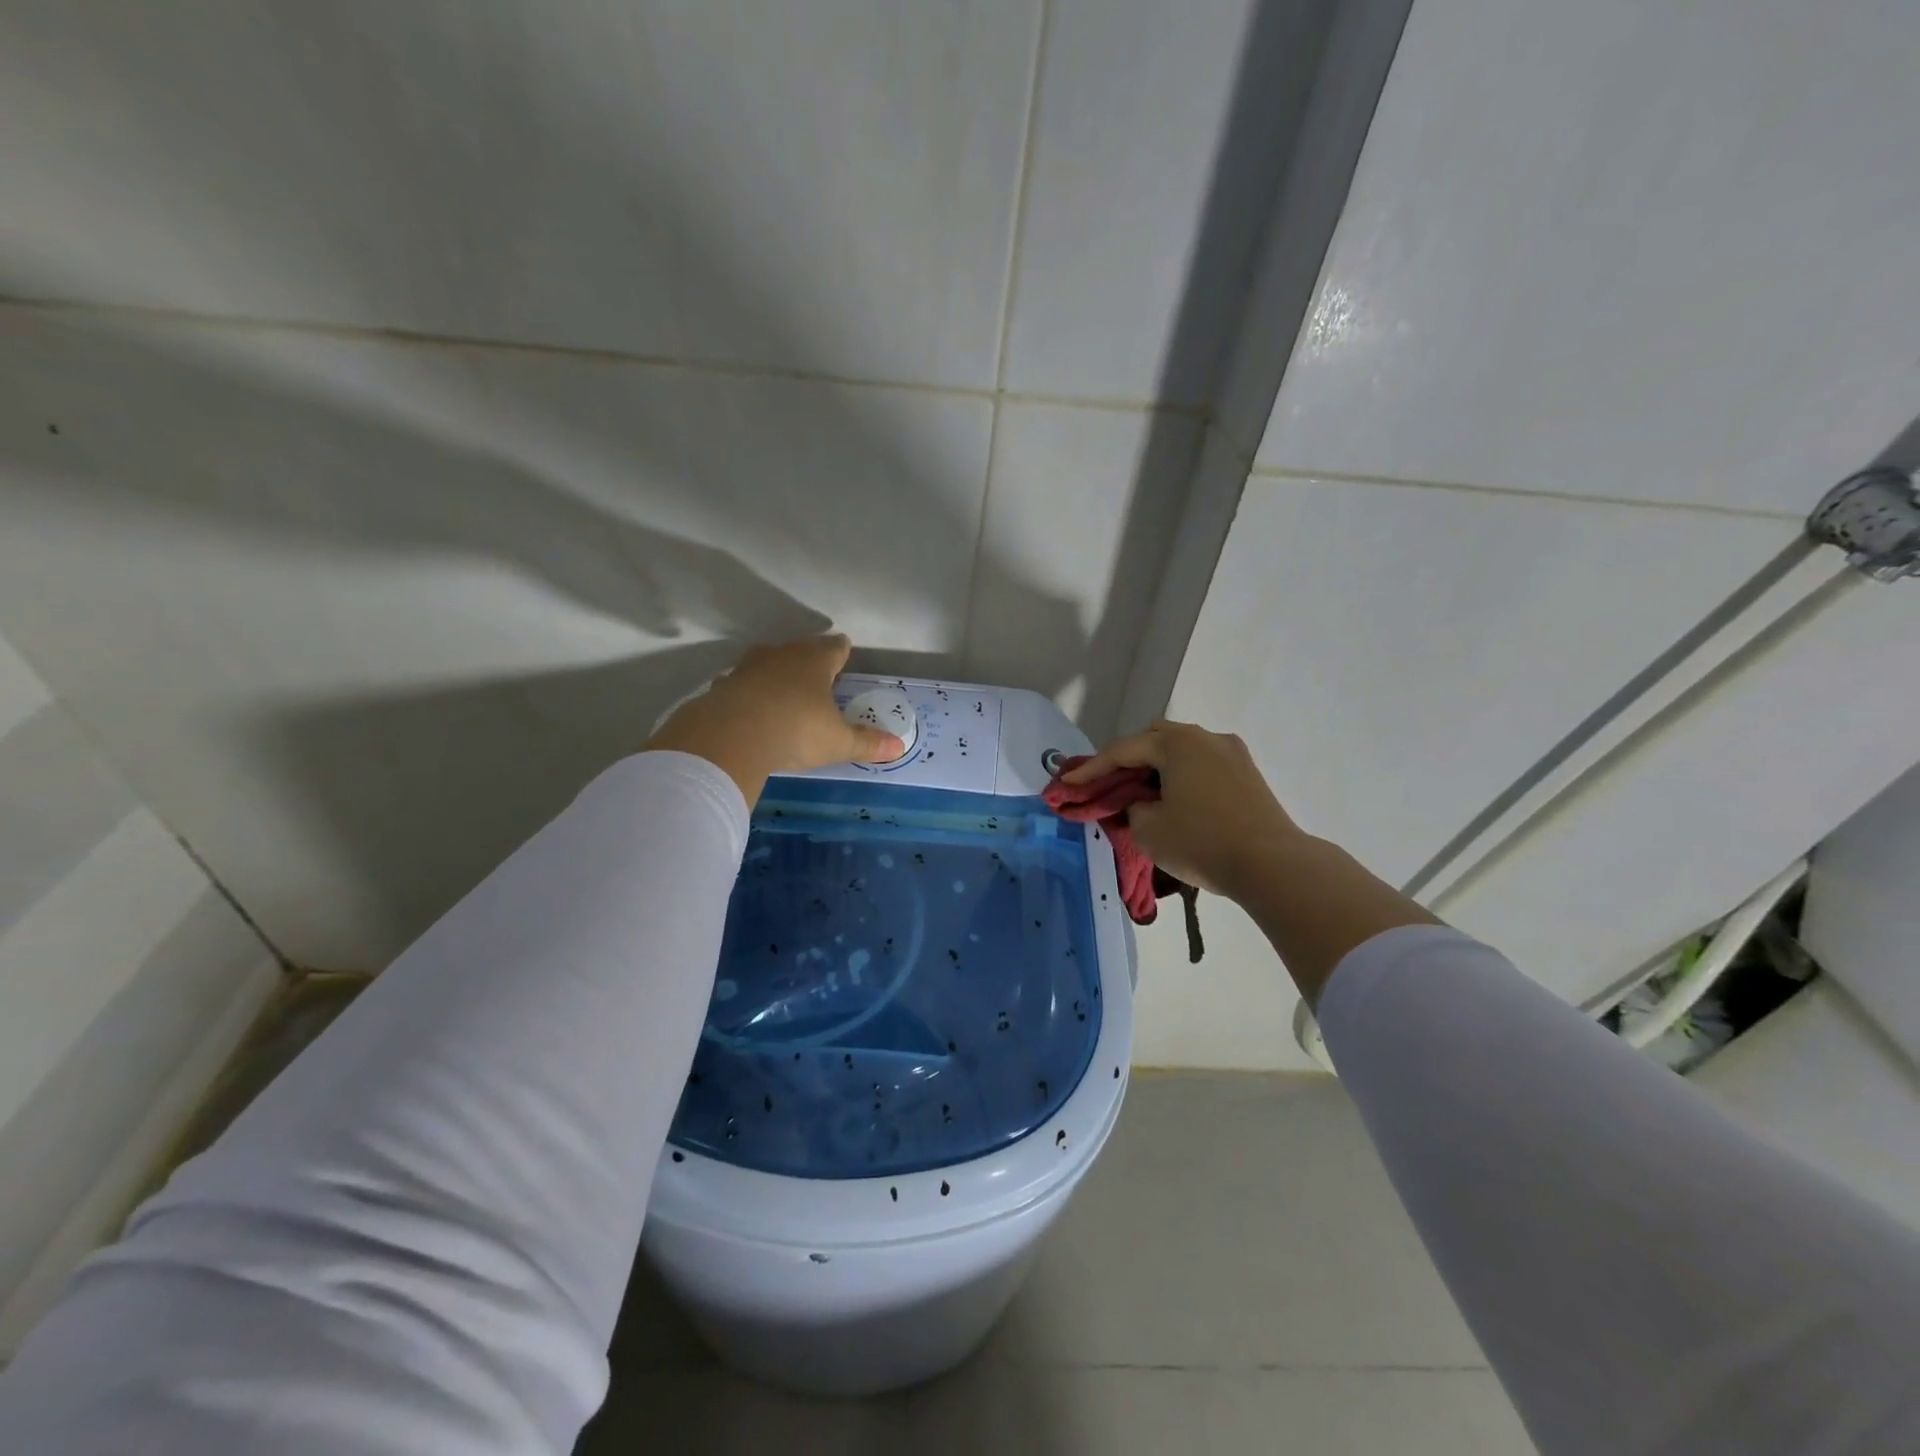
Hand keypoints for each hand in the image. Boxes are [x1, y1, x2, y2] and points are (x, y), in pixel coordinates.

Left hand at [643, 635, 904, 805]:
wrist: (731, 736)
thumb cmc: (796, 731)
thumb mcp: (838, 742)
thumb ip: (867, 742)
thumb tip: (899, 747)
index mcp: (816, 661)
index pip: (835, 647)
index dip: (842, 651)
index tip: (845, 653)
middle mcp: (783, 655)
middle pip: (801, 649)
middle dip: (809, 660)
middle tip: (818, 674)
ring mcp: (749, 667)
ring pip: (767, 662)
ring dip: (776, 673)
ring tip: (783, 688)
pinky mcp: (723, 685)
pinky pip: (741, 684)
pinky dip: (747, 692)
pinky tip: (748, 708)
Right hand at [1064, 719, 1303, 901]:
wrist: (1273, 864)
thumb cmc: (1202, 842)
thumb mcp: (1149, 829)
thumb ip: (1132, 807)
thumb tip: (1142, 802)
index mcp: (1177, 743)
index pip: (1123, 751)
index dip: (1091, 768)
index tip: (1068, 782)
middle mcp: (1205, 738)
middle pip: (1154, 739)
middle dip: (1127, 759)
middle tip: (1108, 783)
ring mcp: (1232, 754)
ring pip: (1182, 751)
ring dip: (1158, 767)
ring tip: (1142, 793)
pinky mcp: (1249, 775)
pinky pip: (1203, 765)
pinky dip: (1182, 776)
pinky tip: (1175, 799)